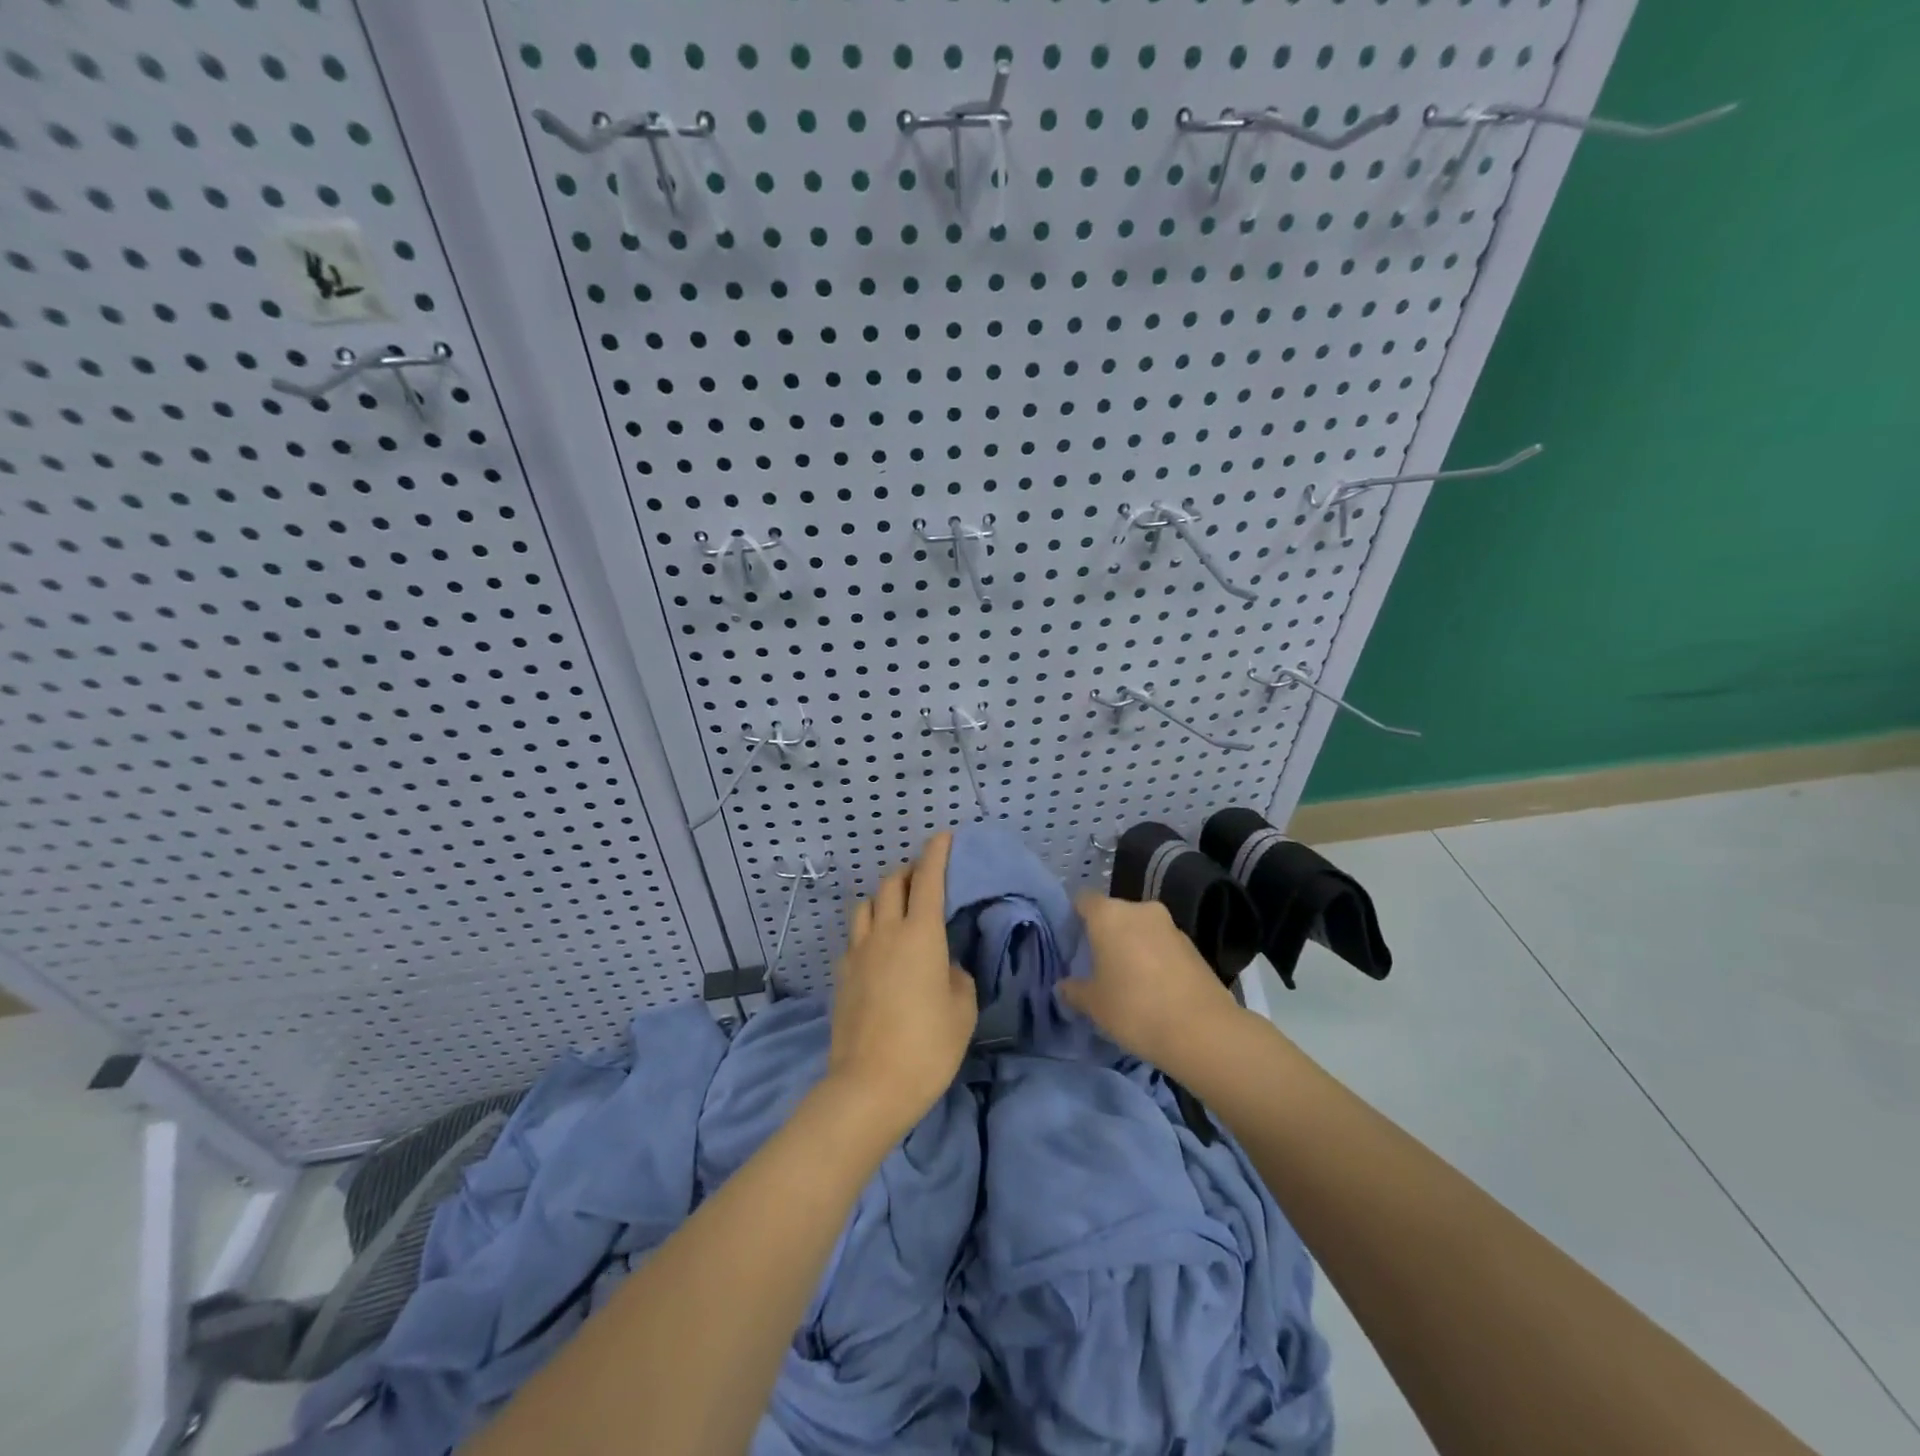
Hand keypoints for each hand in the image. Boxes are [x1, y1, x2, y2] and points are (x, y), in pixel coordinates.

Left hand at [826, 832, 977, 1136]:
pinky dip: (869, 930)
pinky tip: (879, 950)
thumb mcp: (962, 1010)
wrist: (869, 1086)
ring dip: (884, 898)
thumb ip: (956, 977)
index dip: (936, 853)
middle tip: (924, 879)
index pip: (928, 879)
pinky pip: (855, 937)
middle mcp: (886, 933)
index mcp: (921, 935)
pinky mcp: (841, 974)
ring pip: (866, 905)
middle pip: (891, 883)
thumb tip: (943, 967)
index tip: (943, 837)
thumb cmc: (928, 1046)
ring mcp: (858, 952)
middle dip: (908, 871)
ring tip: (897, 911)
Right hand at [1060, 893, 1244, 1076]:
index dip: (1075, 917)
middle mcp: (1140, 910)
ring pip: (1141, 929)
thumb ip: (1074, 990)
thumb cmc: (1134, 1008)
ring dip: (1133, 947)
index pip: (1084, 900)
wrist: (1203, 1031)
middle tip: (1098, 966)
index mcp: (1109, 915)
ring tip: (1128, 981)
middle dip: (1106, 935)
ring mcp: (1171, 926)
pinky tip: (1155, 990)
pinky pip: (1163, 946)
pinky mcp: (1194, 946)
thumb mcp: (1094, 1005)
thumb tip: (1064, 985)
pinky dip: (1155, 959)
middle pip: (1114, 914)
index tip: (1072, 943)